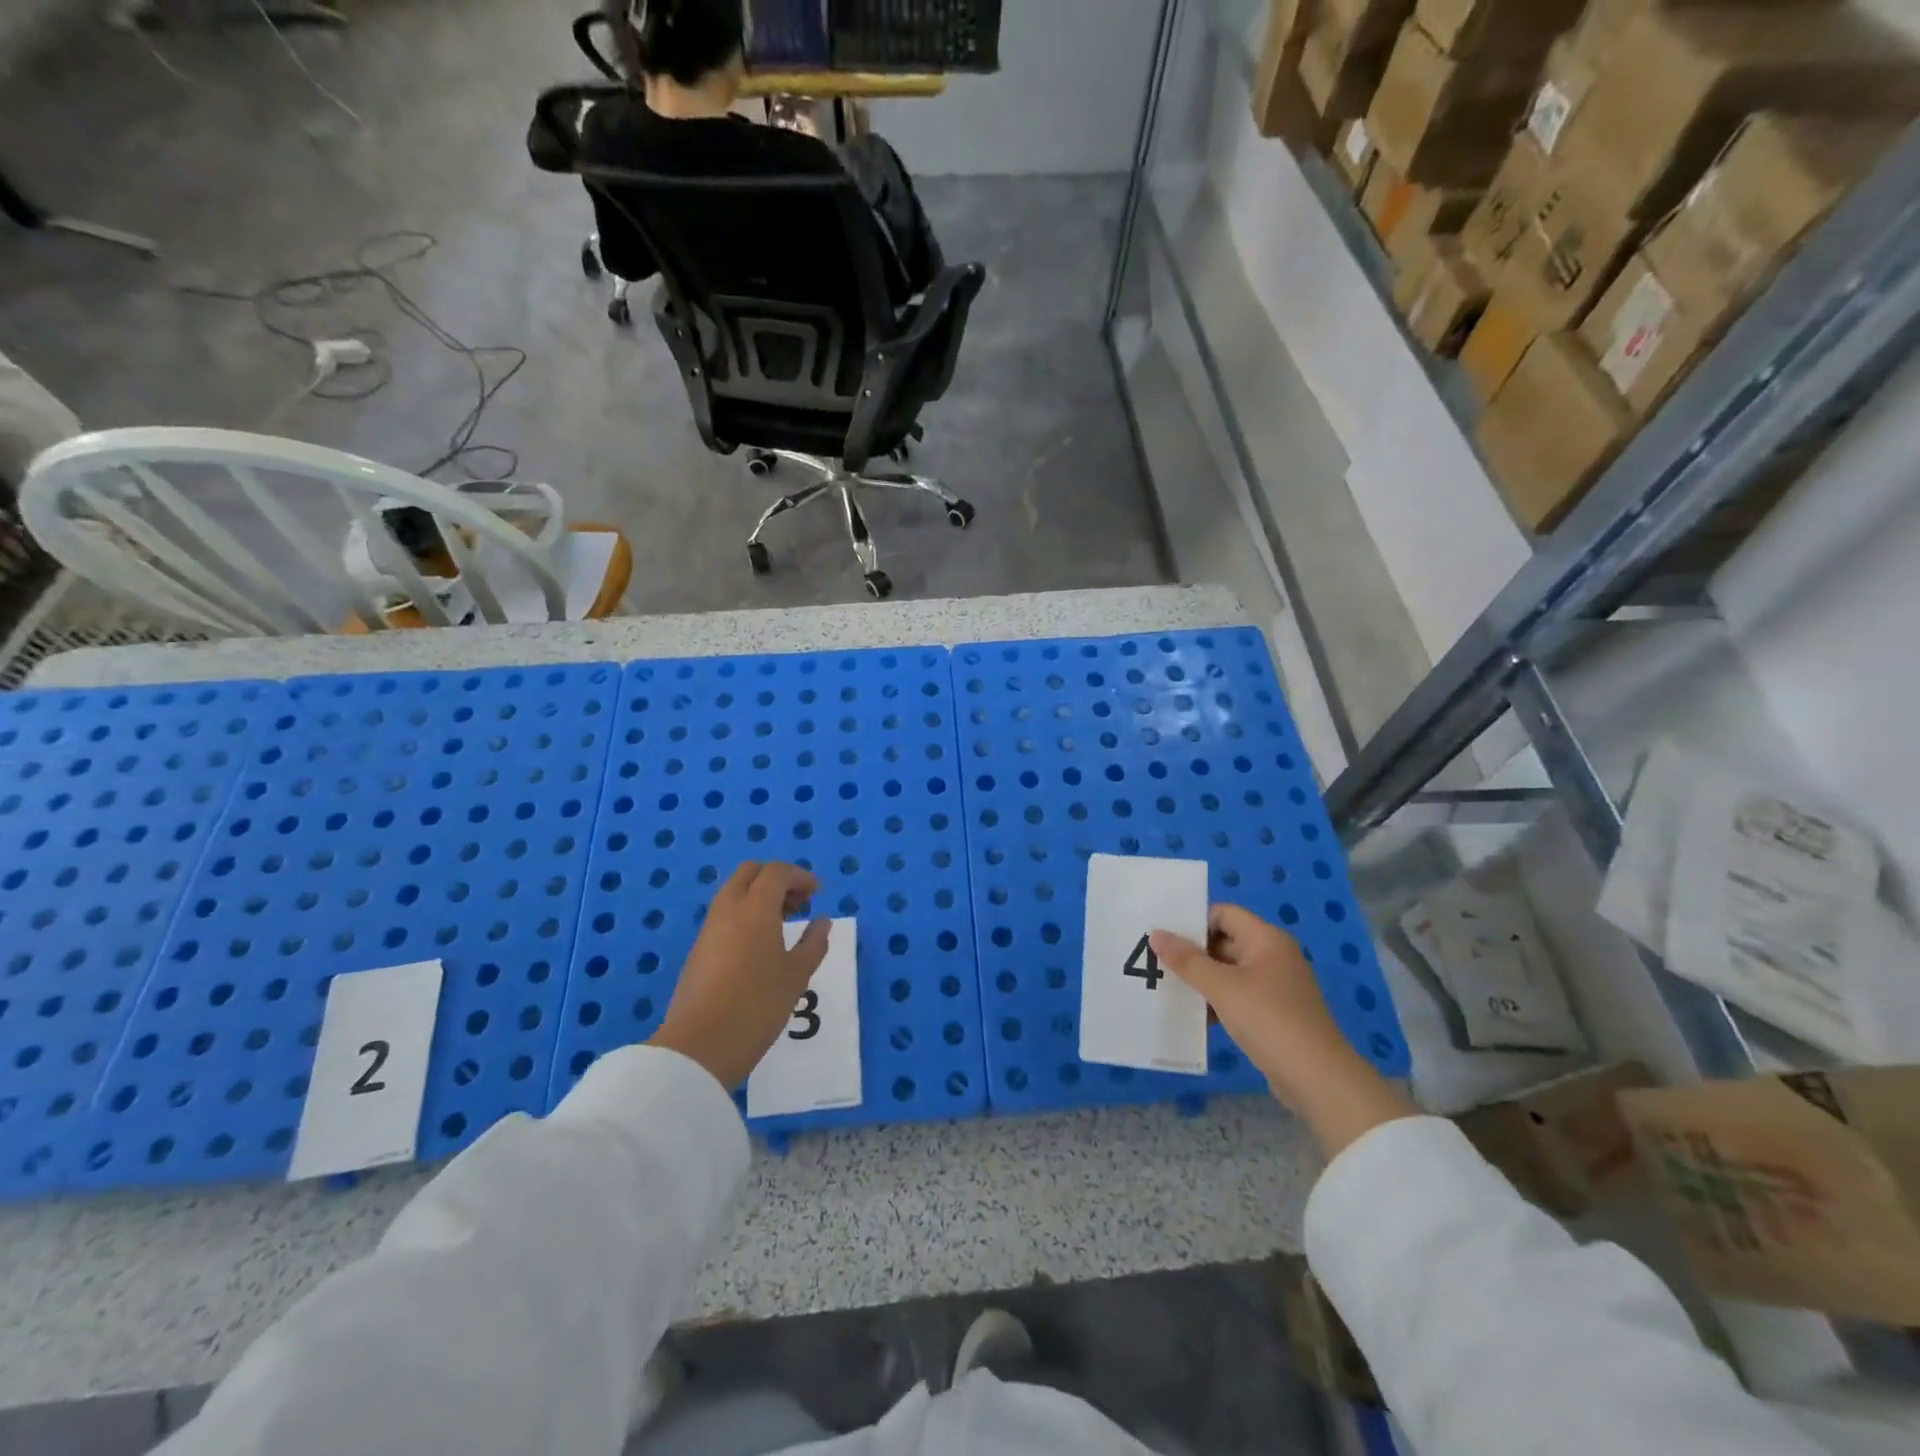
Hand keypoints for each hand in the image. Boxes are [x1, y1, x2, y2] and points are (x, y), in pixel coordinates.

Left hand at [650, 862, 829, 1089]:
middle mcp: (728, 909)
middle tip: (798, 903)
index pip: (777, 872)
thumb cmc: (757, 1005)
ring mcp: (709, 929)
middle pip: (750, 873)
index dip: (800, 876)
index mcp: (755, 908)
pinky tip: (760, 945)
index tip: (817, 893)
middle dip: (776, 879)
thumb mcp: (796, 976)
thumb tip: (821, 921)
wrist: (699, 1047)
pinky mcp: (699, 950)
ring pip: (734, 892)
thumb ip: (813, 943)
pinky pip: (725, 915)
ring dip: (759, 896)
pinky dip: (745, 914)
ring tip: (783, 924)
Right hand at [1152, 906, 1412, 1159]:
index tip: (1165, 938)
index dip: (1194, 922)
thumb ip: (1187, 960)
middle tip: (1158, 964)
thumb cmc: (1268, 1019)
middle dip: (1193, 954)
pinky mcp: (1275, 1013)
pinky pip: (1238, 996)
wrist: (1317, 1078)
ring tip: (1170, 990)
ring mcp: (1276, 985)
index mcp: (1266, 939)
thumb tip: (1156, 934)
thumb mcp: (1222, 987)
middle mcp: (1273, 955)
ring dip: (1202, 980)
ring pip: (1229, 971)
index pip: (1223, 913)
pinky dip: (1217, 1001)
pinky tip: (1196, 1017)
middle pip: (1225, 941)